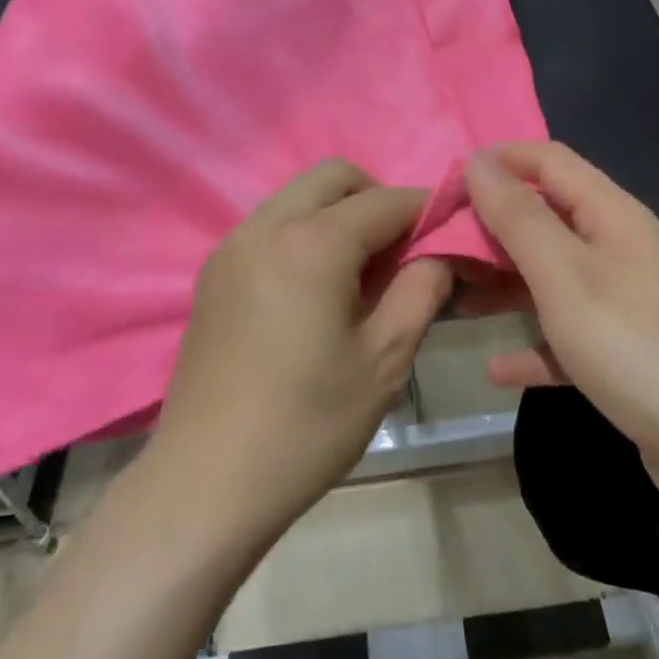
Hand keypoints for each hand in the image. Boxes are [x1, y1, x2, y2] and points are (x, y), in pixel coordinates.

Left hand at [147, 160, 451, 538]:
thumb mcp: (385, 359)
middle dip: (377, 198)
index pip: (385, 201)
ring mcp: (232, 247)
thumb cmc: (307, 423)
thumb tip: (438, 252)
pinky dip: (304, 233)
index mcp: (312, 243)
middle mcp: (266, 227)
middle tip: (401, 252)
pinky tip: (315, 289)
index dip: (426, 210)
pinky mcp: (213, 273)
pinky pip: (270, 226)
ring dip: (338, 214)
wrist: (207, 481)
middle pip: (334, 177)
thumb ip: (421, 290)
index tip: (452, 232)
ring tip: (360, 273)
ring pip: (297, 197)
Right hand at [464, 143, 658, 507]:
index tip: (446, 182)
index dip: (498, 160)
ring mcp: (624, 302)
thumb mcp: (565, 275)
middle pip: (546, 217)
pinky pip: (565, 335)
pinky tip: (496, 367)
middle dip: (492, 225)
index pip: (549, 160)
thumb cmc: (634, 345)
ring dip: (504, 281)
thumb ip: (518, 217)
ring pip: (551, 276)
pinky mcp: (624, 352)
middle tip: (439, 244)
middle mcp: (619, 248)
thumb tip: (479, 161)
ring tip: (453, 295)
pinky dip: (532, 344)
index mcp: (611, 215)